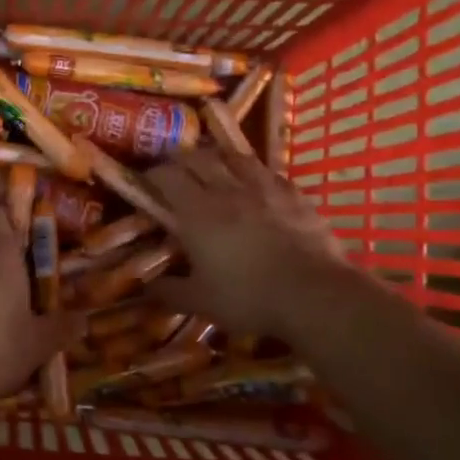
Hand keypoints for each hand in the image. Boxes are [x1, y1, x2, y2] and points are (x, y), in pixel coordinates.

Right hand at [144, 147, 348, 340]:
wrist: (313, 294)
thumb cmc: (248, 297)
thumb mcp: (200, 302)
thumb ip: (169, 291)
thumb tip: (146, 287)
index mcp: (197, 213)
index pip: (167, 177)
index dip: (153, 175)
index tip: (146, 182)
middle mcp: (227, 190)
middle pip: (198, 158)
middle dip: (182, 160)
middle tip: (176, 172)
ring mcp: (264, 189)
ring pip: (235, 158)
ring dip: (219, 159)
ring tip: (215, 167)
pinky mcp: (294, 195)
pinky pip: (269, 173)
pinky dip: (255, 173)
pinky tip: (257, 184)